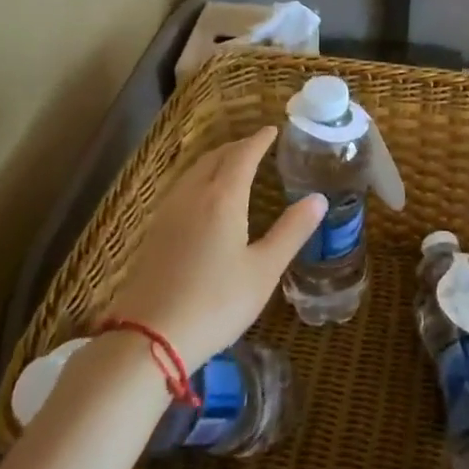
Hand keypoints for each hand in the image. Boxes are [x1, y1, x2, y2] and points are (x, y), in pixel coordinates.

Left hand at [103, 127, 322, 368]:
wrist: (149, 339)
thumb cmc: (216, 303)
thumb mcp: (264, 270)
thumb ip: (292, 231)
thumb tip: (318, 199)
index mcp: (222, 198)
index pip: (243, 156)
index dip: (259, 141)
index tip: (272, 130)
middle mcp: (193, 196)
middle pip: (215, 158)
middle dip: (237, 147)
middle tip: (256, 145)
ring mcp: (169, 214)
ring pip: (194, 172)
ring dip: (216, 161)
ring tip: (232, 165)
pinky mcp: (155, 233)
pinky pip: (182, 189)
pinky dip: (200, 178)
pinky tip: (203, 198)